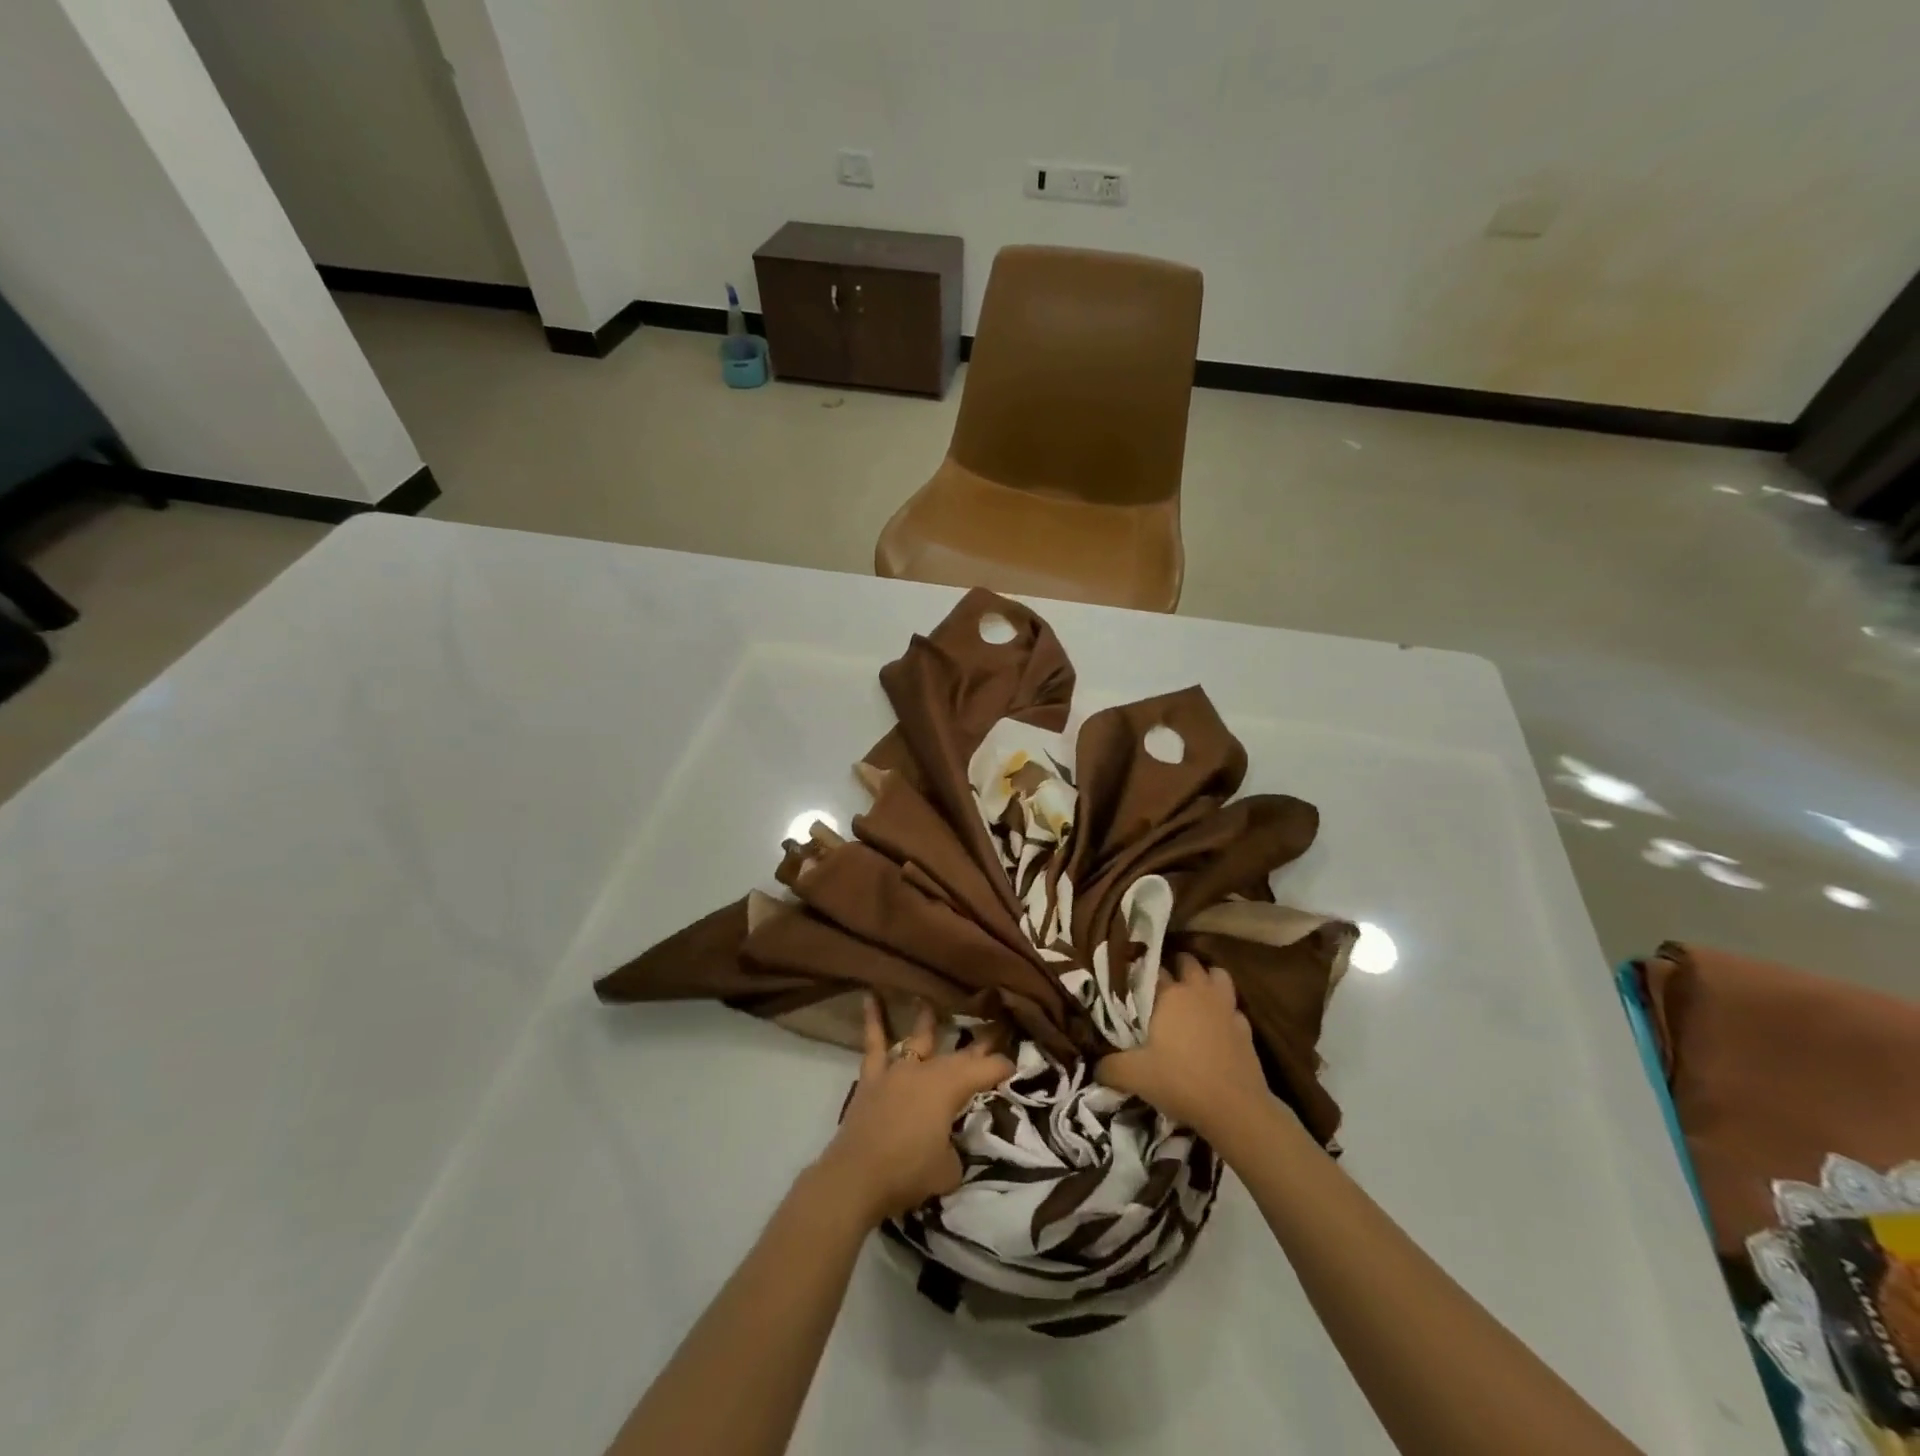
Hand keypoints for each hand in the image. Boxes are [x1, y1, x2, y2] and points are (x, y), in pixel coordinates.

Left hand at [812, 997, 1013, 1226]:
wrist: (856, 1176)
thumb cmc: (908, 1172)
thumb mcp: (949, 1170)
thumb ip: (955, 1150)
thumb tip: (950, 1144)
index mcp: (950, 1088)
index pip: (986, 1070)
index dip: (1003, 1068)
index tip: (1014, 1068)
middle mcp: (926, 1070)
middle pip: (958, 1054)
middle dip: (980, 1044)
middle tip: (995, 1029)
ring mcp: (897, 1070)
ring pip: (918, 1039)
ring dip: (928, 1021)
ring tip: (931, 1000)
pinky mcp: (872, 1078)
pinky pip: (873, 1044)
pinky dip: (872, 1020)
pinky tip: (869, 996)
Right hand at [1097, 953, 1274, 1142]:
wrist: (1236, 1110)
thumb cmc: (1181, 1082)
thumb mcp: (1134, 1076)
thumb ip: (1109, 1067)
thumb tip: (1095, 1066)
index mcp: (1169, 995)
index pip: (1151, 969)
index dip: (1139, 974)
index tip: (1129, 982)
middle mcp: (1198, 992)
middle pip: (1187, 962)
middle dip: (1175, 967)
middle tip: (1161, 985)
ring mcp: (1226, 1008)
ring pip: (1217, 975)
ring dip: (1206, 979)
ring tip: (1193, 994)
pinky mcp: (1246, 1028)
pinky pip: (1234, 1008)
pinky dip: (1225, 1011)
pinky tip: (1217, 1026)